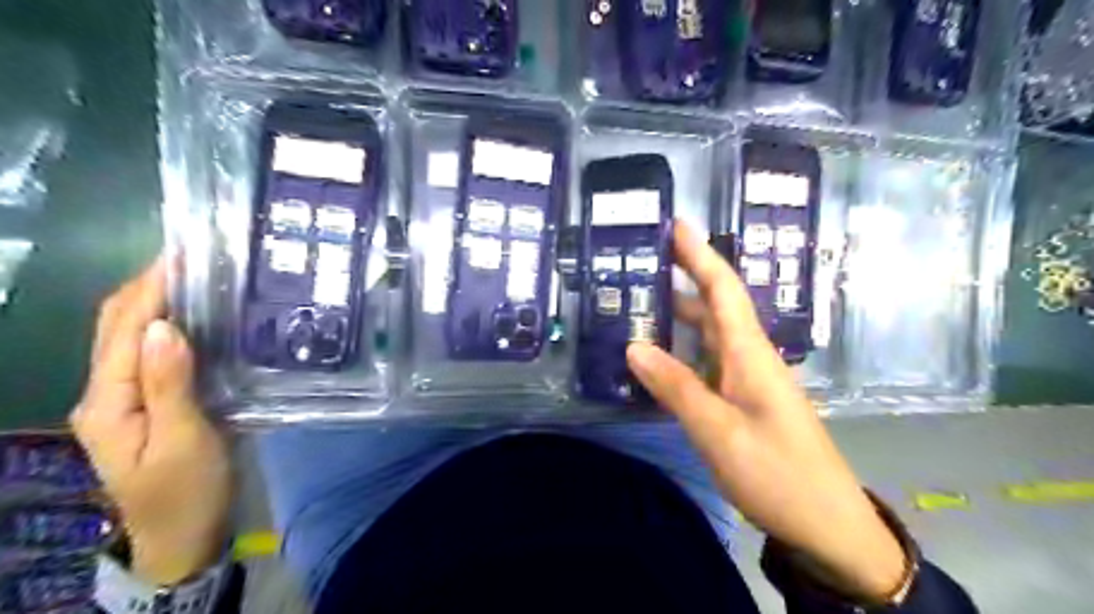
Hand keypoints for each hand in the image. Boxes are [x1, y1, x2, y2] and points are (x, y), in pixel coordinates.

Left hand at [68, 256, 232, 585]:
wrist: (184, 533)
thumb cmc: (188, 489)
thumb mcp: (184, 440)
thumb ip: (170, 384)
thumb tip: (164, 327)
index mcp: (108, 402)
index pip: (124, 330)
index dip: (150, 289)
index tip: (181, 255)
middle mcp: (105, 394)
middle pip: (115, 327)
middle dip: (146, 286)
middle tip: (190, 257)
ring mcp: (123, 400)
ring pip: (128, 337)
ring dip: (154, 302)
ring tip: (193, 277)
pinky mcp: (147, 404)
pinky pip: (148, 354)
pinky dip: (165, 326)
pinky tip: (193, 317)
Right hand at [623, 220, 905, 604]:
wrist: (826, 523)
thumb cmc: (776, 473)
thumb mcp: (718, 431)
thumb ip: (676, 387)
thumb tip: (635, 346)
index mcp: (750, 354)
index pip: (723, 290)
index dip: (700, 255)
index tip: (677, 224)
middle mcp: (751, 357)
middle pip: (716, 306)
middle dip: (685, 277)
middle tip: (644, 263)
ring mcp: (749, 380)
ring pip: (711, 335)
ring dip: (681, 315)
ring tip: (642, 303)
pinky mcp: (746, 401)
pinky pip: (710, 363)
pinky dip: (684, 351)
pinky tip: (661, 357)